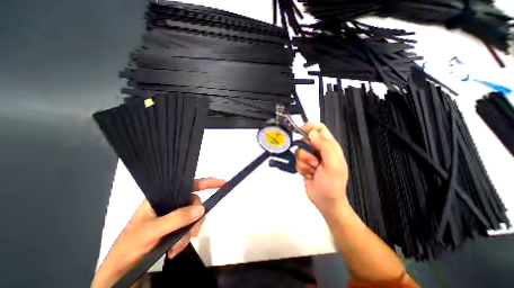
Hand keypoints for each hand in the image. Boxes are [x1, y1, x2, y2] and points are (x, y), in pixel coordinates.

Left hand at [89, 178, 224, 287]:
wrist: (118, 273)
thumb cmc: (129, 246)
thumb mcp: (152, 231)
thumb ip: (176, 218)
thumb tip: (201, 209)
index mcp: (161, 197)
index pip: (188, 185)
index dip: (206, 182)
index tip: (221, 183)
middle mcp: (169, 203)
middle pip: (193, 203)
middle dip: (195, 218)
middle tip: (193, 233)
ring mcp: (173, 215)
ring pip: (192, 216)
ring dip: (189, 232)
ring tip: (177, 247)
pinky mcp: (175, 226)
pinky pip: (189, 227)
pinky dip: (186, 238)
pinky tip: (176, 248)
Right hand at [293, 123, 349, 211]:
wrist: (325, 201)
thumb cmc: (332, 183)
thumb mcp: (333, 164)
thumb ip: (325, 146)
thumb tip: (312, 133)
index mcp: (329, 146)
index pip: (319, 128)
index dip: (310, 127)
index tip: (301, 132)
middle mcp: (319, 149)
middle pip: (305, 140)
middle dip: (306, 151)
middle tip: (315, 162)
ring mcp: (310, 157)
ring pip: (299, 151)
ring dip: (304, 162)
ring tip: (313, 170)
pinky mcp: (304, 165)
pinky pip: (297, 160)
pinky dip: (301, 168)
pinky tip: (308, 174)